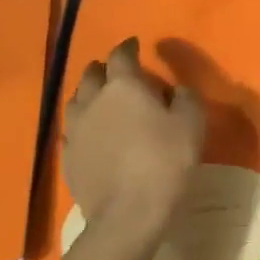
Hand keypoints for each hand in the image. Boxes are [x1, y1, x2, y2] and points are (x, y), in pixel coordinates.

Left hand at [64, 38, 204, 235]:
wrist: (127, 214)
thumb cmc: (165, 162)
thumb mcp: (192, 125)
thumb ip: (186, 98)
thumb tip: (177, 89)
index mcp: (124, 86)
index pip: (122, 55)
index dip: (129, 47)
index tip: (135, 45)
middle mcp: (93, 99)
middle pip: (92, 74)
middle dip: (104, 69)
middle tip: (117, 72)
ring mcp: (76, 129)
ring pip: (76, 100)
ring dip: (88, 94)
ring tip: (100, 100)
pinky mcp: (67, 157)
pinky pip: (72, 131)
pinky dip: (82, 125)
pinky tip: (91, 134)